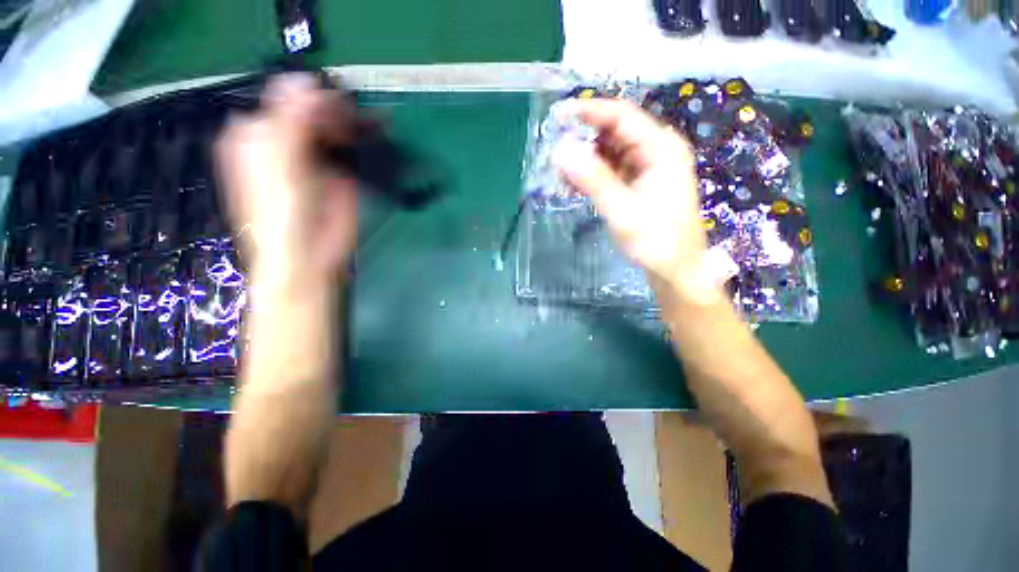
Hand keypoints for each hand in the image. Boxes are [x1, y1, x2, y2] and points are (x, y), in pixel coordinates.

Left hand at [216, 74, 357, 284]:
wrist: (307, 255)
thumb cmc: (281, 215)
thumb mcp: (279, 167)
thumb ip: (289, 123)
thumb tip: (307, 82)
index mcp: (258, 134)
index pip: (285, 98)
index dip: (310, 96)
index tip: (335, 103)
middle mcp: (284, 140)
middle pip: (309, 109)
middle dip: (332, 108)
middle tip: (351, 118)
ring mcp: (313, 156)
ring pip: (330, 125)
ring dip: (348, 120)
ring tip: (361, 125)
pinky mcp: (336, 172)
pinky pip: (346, 146)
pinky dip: (359, 137)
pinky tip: (366, 134)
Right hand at [554, 99, 716, 304]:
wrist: (676, 270)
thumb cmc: (656, 242)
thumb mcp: (623, 211)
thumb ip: (593, 180)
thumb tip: (562, 151)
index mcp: (661, 148)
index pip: (621, 116)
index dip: (589, 111)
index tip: (558, 116)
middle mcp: (656, 151)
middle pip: (614, 132)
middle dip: (583, 140)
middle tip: (554, 153)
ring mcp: (647, 167)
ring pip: (610, 152)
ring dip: (585, 160)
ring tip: (560, 174)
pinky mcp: (639, 183)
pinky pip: (611, 170)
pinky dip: (592, 174)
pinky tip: (574, 184)